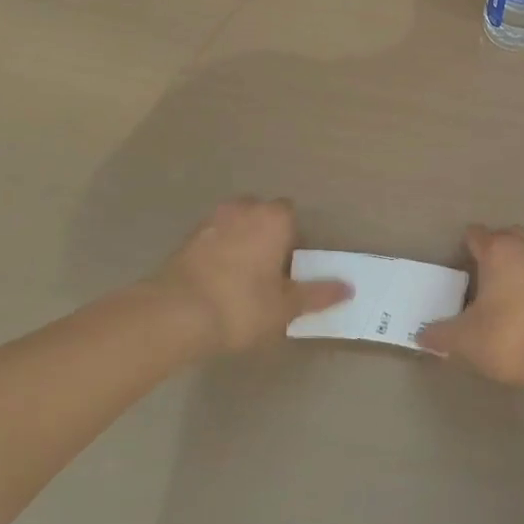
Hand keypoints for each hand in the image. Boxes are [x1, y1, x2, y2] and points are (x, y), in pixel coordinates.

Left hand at [151, 198, 349, 354]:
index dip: (293, 237)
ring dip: (240, 242)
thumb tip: (348, 288)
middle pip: (261, 214)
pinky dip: (217, 253)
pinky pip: (212, 239)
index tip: (290, 266)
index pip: (290, 214)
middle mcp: (243, 209)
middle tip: (268, 271)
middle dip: (266, 235)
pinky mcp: (186, 239)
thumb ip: (317, 294)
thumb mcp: (285, 307)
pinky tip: (217, 283)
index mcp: (273, 218)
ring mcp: (210, 220)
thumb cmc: (242, 305)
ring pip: (234, 225)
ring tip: (241, 278)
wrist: (174, 315)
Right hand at [417, 225, 523, 388]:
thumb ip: (440, 334)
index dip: (464, 247)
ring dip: (515, 261)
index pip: (476, 234)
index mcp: (497, 250)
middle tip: (479, 275)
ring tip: (502, 288)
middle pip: (505, 235)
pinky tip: (523, 302)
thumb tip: (421, 335)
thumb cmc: (508, 336)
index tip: (456, 267)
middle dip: (492, 248)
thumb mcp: (465, 339)